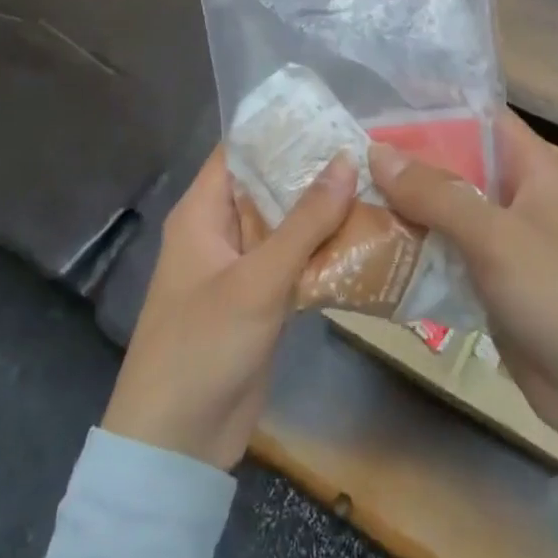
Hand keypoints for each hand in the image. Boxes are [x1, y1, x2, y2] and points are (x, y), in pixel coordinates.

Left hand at [102, 147, 357, 470]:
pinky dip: (325, 250)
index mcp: (203, 212)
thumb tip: (347, 160)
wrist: (177, 445)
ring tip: (380, 183)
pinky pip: (295, 261)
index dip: (281, 129)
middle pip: (270, 185)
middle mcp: (222, 230)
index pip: (241, 150)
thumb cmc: (203, 346)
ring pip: (287, 224)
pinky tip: (368, 237)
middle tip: (370, 146)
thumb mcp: (257, 280)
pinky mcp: (262, 299)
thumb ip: (305, 222)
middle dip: (314, 169)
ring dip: (325, 210)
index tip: (331, 112)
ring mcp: (243, 266)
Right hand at [370, 115, 557, 479]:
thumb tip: (377, 151)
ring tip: (346, 195)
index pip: (481, 117)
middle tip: (348, 153)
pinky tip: (372, 246)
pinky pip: (447, 253)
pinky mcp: (491, 283)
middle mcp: (517, 197)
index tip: (381, 101)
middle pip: (457, 165)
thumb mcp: (497, 237)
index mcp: (533, 169)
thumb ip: (437, 194)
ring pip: (447, 211)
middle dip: (408, 160)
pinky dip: (416, 249)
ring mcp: (504, 243)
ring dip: (406, 207)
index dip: (436, 106)